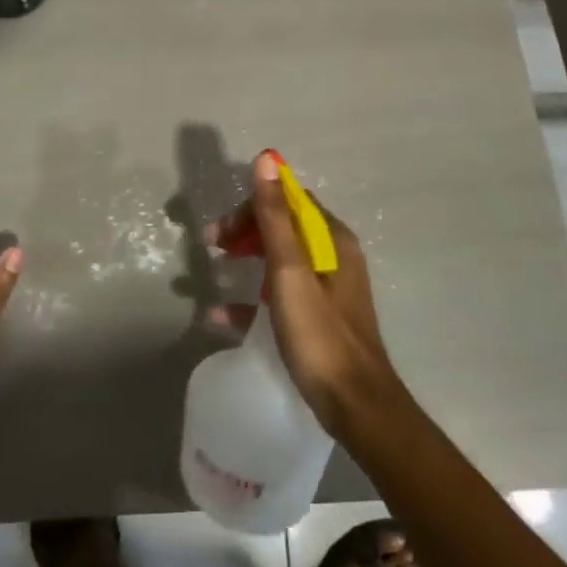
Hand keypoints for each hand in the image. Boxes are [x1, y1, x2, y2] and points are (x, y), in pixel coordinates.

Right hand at [208, 151, 408, 441]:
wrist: (356, 407)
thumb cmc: (320, 334)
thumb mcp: (290, 271)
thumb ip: (274, 216)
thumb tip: (266, 158)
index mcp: (331, 238)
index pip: (288, 200)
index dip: (252, 206)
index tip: (221, 229)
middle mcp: (332, 256)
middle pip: (282, 226)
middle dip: (244, 230)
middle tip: (211, 245)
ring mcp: (326, 289)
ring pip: (278, 259)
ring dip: (244, 257)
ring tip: (213, 269)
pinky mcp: (317, 319)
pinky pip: (278, 295)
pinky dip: (250, 298)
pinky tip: (219, 315)